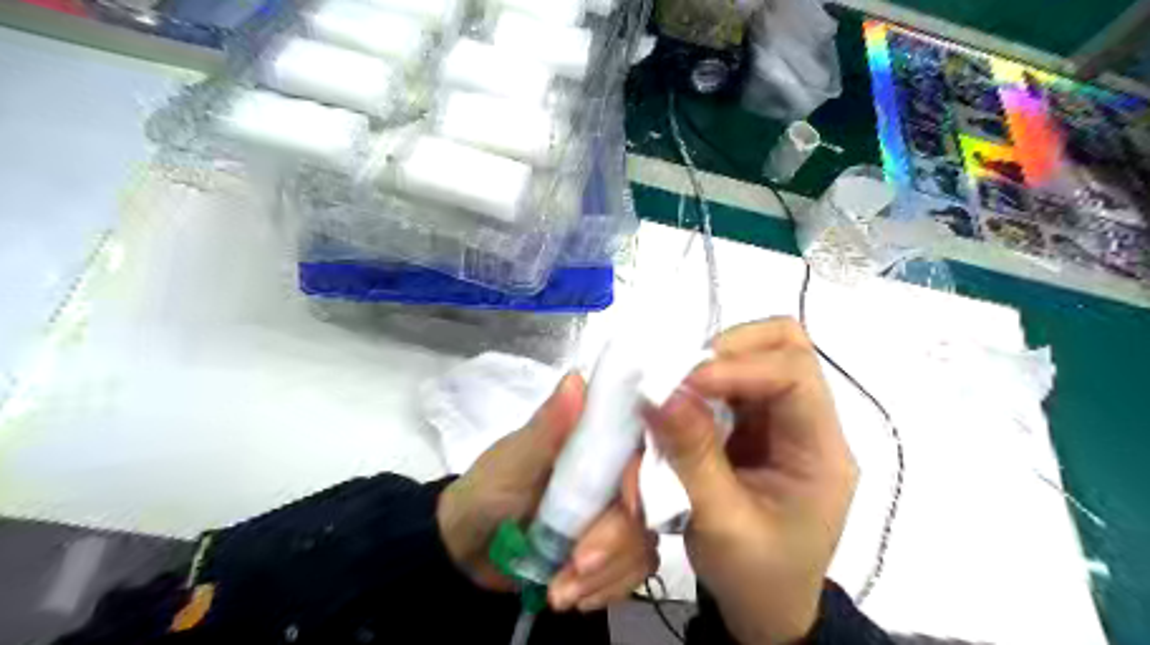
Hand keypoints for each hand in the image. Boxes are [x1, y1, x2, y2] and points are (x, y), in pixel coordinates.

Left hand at [440, 372, 659, 609]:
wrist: (467, 548)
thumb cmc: (488, 492)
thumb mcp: (515, 460)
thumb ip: (547, 427)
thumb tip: (576, 378)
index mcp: (594, 442)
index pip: (641, 451)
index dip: (641, 479)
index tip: (624, 506)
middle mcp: (612, 475)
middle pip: (647, 505)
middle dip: (613, 543)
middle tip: (575, 566)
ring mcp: (613, 514)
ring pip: (643, 543)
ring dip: (605, 575)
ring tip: (560, 591)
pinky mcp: (610, 550)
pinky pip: (633, 571)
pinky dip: (605, 590)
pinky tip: (572, 595)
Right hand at [646, 317, 850, 644]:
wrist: (767, 609)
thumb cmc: (756, 578)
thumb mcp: (721, 522)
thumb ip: (691, 456)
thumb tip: (659, 393)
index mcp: (821, 452)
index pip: (794, 375)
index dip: (738, 367)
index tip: (683, 384)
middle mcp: (808, 424)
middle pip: (785, 346)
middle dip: (728, 350)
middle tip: (681, 376)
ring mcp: (782, 422)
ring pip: (757, 356)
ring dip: (711, 364)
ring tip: (674, 388)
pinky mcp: (755, 427)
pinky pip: (731, 384)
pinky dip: (702, 384)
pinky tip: (679, 404)